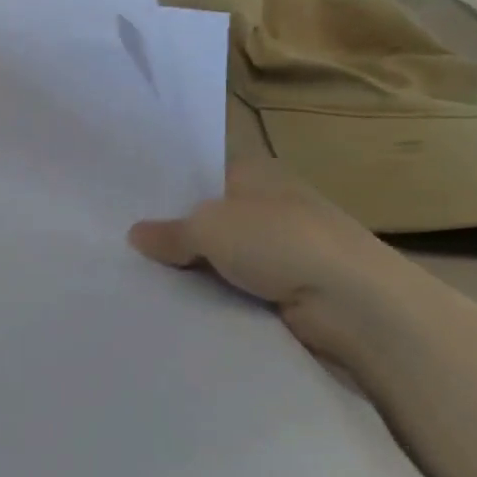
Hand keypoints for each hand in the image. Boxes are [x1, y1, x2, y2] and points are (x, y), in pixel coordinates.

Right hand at [128, 158, 421, 361]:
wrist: (355, 304)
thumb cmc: (280, 242)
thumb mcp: (210, 227)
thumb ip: (170, 231)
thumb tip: (136, 235)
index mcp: (256, 171)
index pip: (202, 174)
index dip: (167, 189)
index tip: (126, 207)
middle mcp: (269, 204)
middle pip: (208, 217)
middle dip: (173, 233)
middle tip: (121, 247)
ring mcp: (281, 248)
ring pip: (220, 256)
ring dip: (193, 269)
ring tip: (138, 279)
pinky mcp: (287, 289)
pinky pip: (236, 288)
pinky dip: (214, 295)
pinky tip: (177, 305)